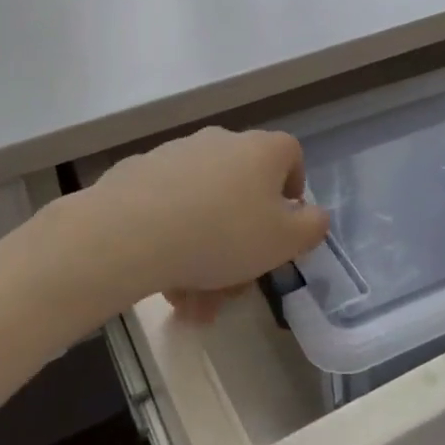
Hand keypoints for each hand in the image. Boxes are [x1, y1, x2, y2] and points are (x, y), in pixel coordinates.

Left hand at [66, 127, 328, 320]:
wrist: (131, 230)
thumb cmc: (223, 234)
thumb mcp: (284, 241)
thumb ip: (311, 227)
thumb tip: (313, 215)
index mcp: (262, 150)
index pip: (290, 154)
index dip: (292, 187)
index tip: (282, 223)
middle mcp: (221, 142)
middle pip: (242, 188)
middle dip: (241, 240)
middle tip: (233, 286)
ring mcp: (177, 154)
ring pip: (203, 205)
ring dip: (204, 252)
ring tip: (191, 302)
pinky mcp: (139, 172)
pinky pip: (167, 206)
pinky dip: (171, 238)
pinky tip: (162, 280)